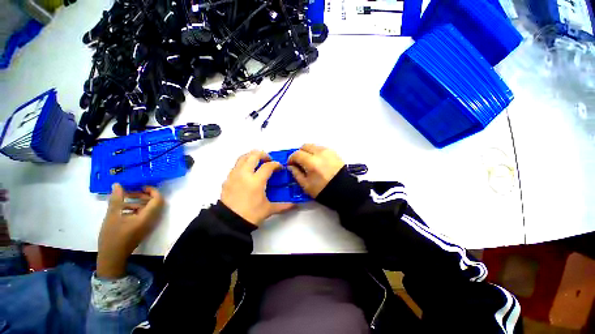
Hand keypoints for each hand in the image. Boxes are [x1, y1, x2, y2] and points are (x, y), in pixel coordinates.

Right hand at [97, 184, 164, 278]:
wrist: (112, 257)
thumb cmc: (112, 236)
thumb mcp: (112, 216)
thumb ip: (116, 199)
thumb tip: (118, 185)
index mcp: (148, 217)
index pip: (158, 200)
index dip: (152, 191)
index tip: (141, 186)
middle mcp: (152, 219)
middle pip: (153, 203)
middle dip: (143, 195)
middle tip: (129, 191)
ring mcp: (148, 224)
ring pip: (148, 208)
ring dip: (137, 202)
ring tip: (122, 199)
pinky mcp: (143, 227)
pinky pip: (143, 214)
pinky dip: (135, 209)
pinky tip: (121, 208)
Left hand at [221, 150, 294, 224]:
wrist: (229, 222)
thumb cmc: (251, 214)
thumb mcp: (268, 209)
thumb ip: (283, 205)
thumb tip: (295, 205)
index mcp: (256, 181)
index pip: (268, 166)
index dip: (276, 164)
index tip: (280, 167)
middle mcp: (244, 174)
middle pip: (253, 155)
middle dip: (263, 154)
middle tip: (269, 160)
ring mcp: (234, 175)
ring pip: (242, 157)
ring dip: (252, 156)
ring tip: (258, 162)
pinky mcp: (227, 179)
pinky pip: (236, 165)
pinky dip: (243, 164)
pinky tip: (247, 172)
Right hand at [288, 144, 344, 197]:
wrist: (344, 190)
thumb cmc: (323, 190)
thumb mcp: (306, 185)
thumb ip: (296, 173)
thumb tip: (291, 166)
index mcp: (311, 162)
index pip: (296, 154)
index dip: (291, 159)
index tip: (290, 164)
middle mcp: (319, 153)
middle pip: (304, 146)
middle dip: (299, 153)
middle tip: (299, 162)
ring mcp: (328, 151)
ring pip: (313, 146)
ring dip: (308, 152)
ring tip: (308, 162)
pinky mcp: (334, 152)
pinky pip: (321, 148)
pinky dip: (316, 152)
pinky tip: (317, 161)